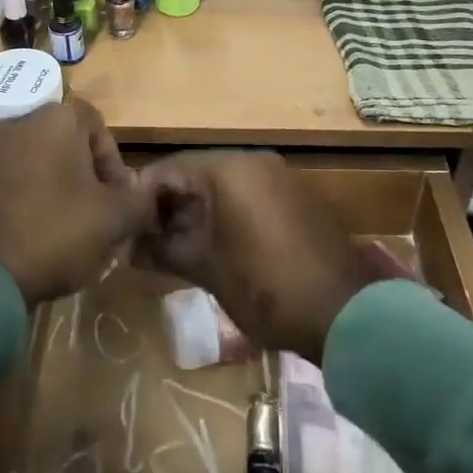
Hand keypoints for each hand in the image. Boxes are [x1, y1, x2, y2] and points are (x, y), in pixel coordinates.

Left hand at [0, 101, 148, 305]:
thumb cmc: (53, 232)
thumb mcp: (112, 221)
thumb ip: (139, 201)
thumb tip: (147, 192)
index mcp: (57, 120)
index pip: (97, 126)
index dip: (112, 163)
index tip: (116, 199)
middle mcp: (20, 122)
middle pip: (64, 143)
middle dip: (82, 176)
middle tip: (92, 215)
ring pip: (34, 162)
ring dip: (51, 187)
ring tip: (59, 229)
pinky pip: (6, 181)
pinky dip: (20, 199)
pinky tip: (26, 234)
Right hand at [133, 150, 387, 361]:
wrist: (345, 312)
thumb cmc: (266, 286)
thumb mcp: (207, 268)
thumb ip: (164, 250)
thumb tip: (130, 249)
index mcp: (228, 168)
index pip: (169, 167)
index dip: (142, 197)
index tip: (126, 228)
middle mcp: (253, 160)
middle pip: (195, 173)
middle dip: (169, 206)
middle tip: (147, 242)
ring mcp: (278, 176)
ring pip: (222, 185)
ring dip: (196, 212)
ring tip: (175, 249)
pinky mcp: (295, 197)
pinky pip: (248, 195)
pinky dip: (225, 215)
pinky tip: (214, 247)